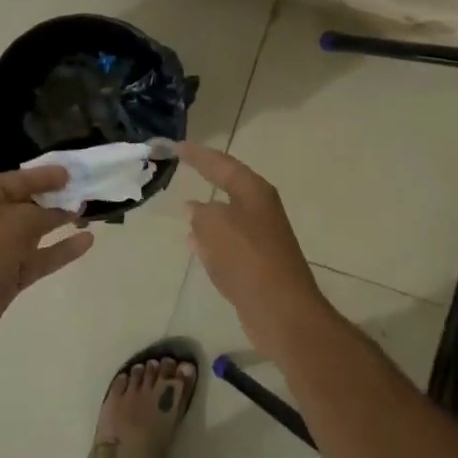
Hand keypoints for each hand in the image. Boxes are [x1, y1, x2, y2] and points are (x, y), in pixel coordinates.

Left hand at [0, 164, 94, 372]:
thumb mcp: (12, 224)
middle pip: (28, 202)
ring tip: (93, 215)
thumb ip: (43, 213)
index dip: (49, 175)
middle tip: (92, 191)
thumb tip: (63, 210)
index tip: (78, 171)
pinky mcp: (4, 279)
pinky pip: (38, 258)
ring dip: (61, 223)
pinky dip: (60, 250)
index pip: (21, 178)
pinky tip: (86, 242)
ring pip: (35, 231)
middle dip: (58, 197)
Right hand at [178, 143, 327, 348]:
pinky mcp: (256, 264)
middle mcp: (260, 210)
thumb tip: (195, 209)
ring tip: (183, 208)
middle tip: (182, 168)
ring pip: (226, 217)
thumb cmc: (248, 259)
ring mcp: (260, 238)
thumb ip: (201, 213)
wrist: (281, 311)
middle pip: (228, 186)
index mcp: (254, 192)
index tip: (176, 147)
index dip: (198, 155)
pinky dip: (210, 240)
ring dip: (206, 212)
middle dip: (206, 178)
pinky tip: (194, 245)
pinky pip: (227, 243)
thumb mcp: (215, 226)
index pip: (222, 164)